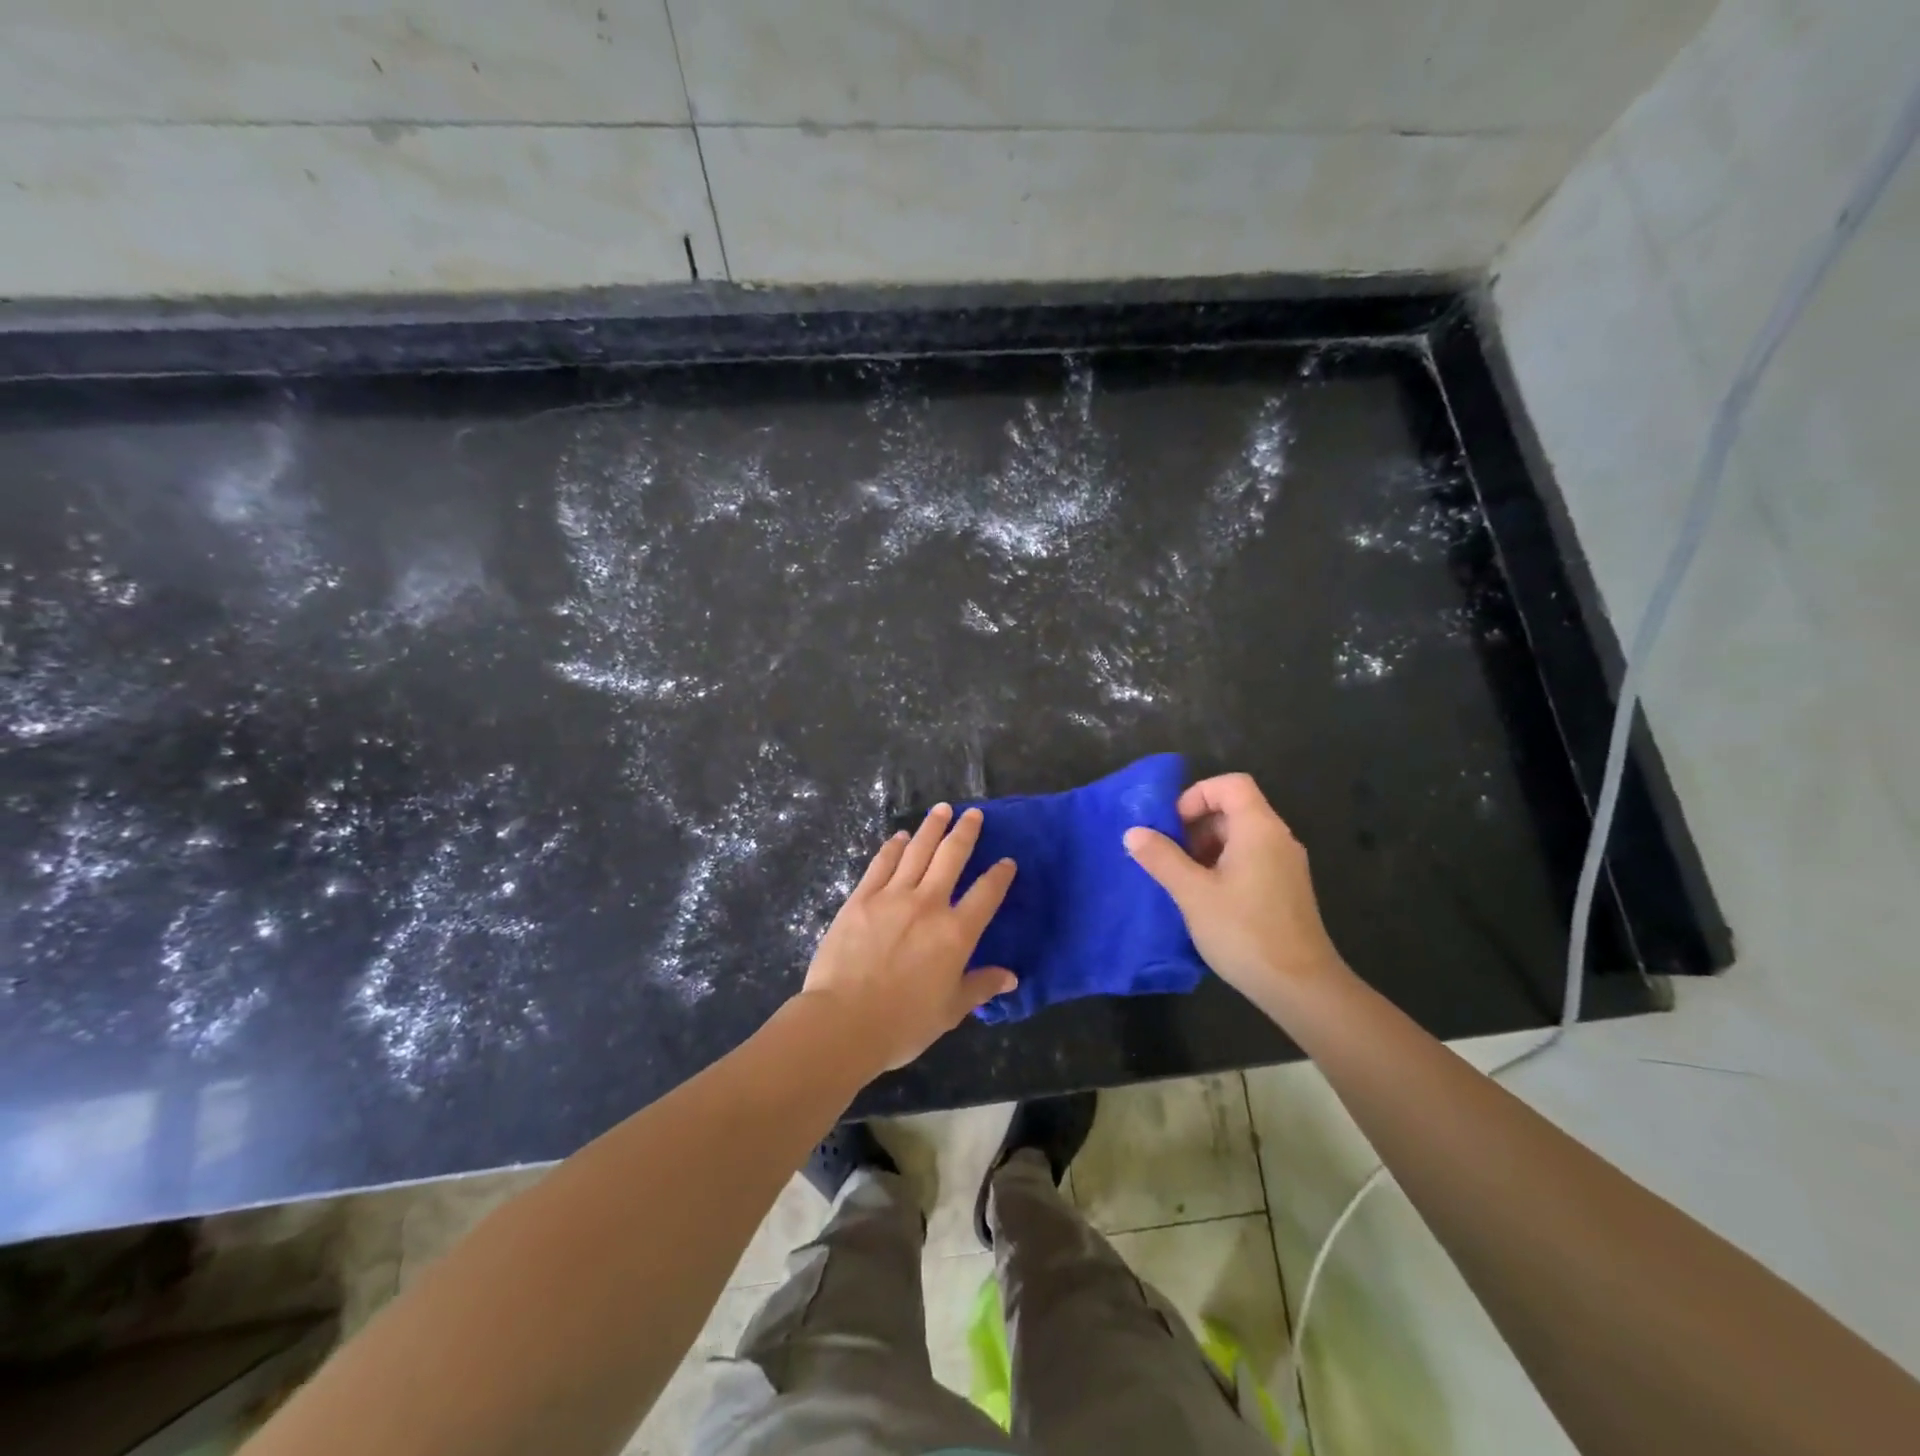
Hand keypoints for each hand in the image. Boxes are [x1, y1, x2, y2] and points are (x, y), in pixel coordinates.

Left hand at [799, 804, 1017, 1073]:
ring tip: (941, 809)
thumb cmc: (903, 1023)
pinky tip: (899, 837)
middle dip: (965, 832)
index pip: (986, 894)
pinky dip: (893, 847)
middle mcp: (928, 904)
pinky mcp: (861, 898)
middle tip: (973, 813)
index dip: (999, 875)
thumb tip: (1011, 977)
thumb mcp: (950, 1011)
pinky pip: (882, 864)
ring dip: (931, 827)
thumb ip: (980, 987)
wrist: (844, 1021)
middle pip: (951, 857)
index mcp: (956, 933)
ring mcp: (892, 896)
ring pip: (917, 851)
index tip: (1007, 861)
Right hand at [1123, 773, 1345, 1006]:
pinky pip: (1251, 859)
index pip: (1230, 785)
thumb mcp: (1192, 893)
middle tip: (1169, 853)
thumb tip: (1133, 832)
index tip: (1172, 824)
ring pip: (1241, 837)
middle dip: (1196, 824)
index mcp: (1259, 829)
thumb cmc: (1244, 932)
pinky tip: (1205, 898)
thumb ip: (1162, 858)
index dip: (1197, 795)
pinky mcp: (1286, 890)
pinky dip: (1224, 865)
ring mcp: (1286, 865)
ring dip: (1207, 847)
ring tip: (1182, 878)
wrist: (1300, 988)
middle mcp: (1278, 839)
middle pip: (1235, 809)